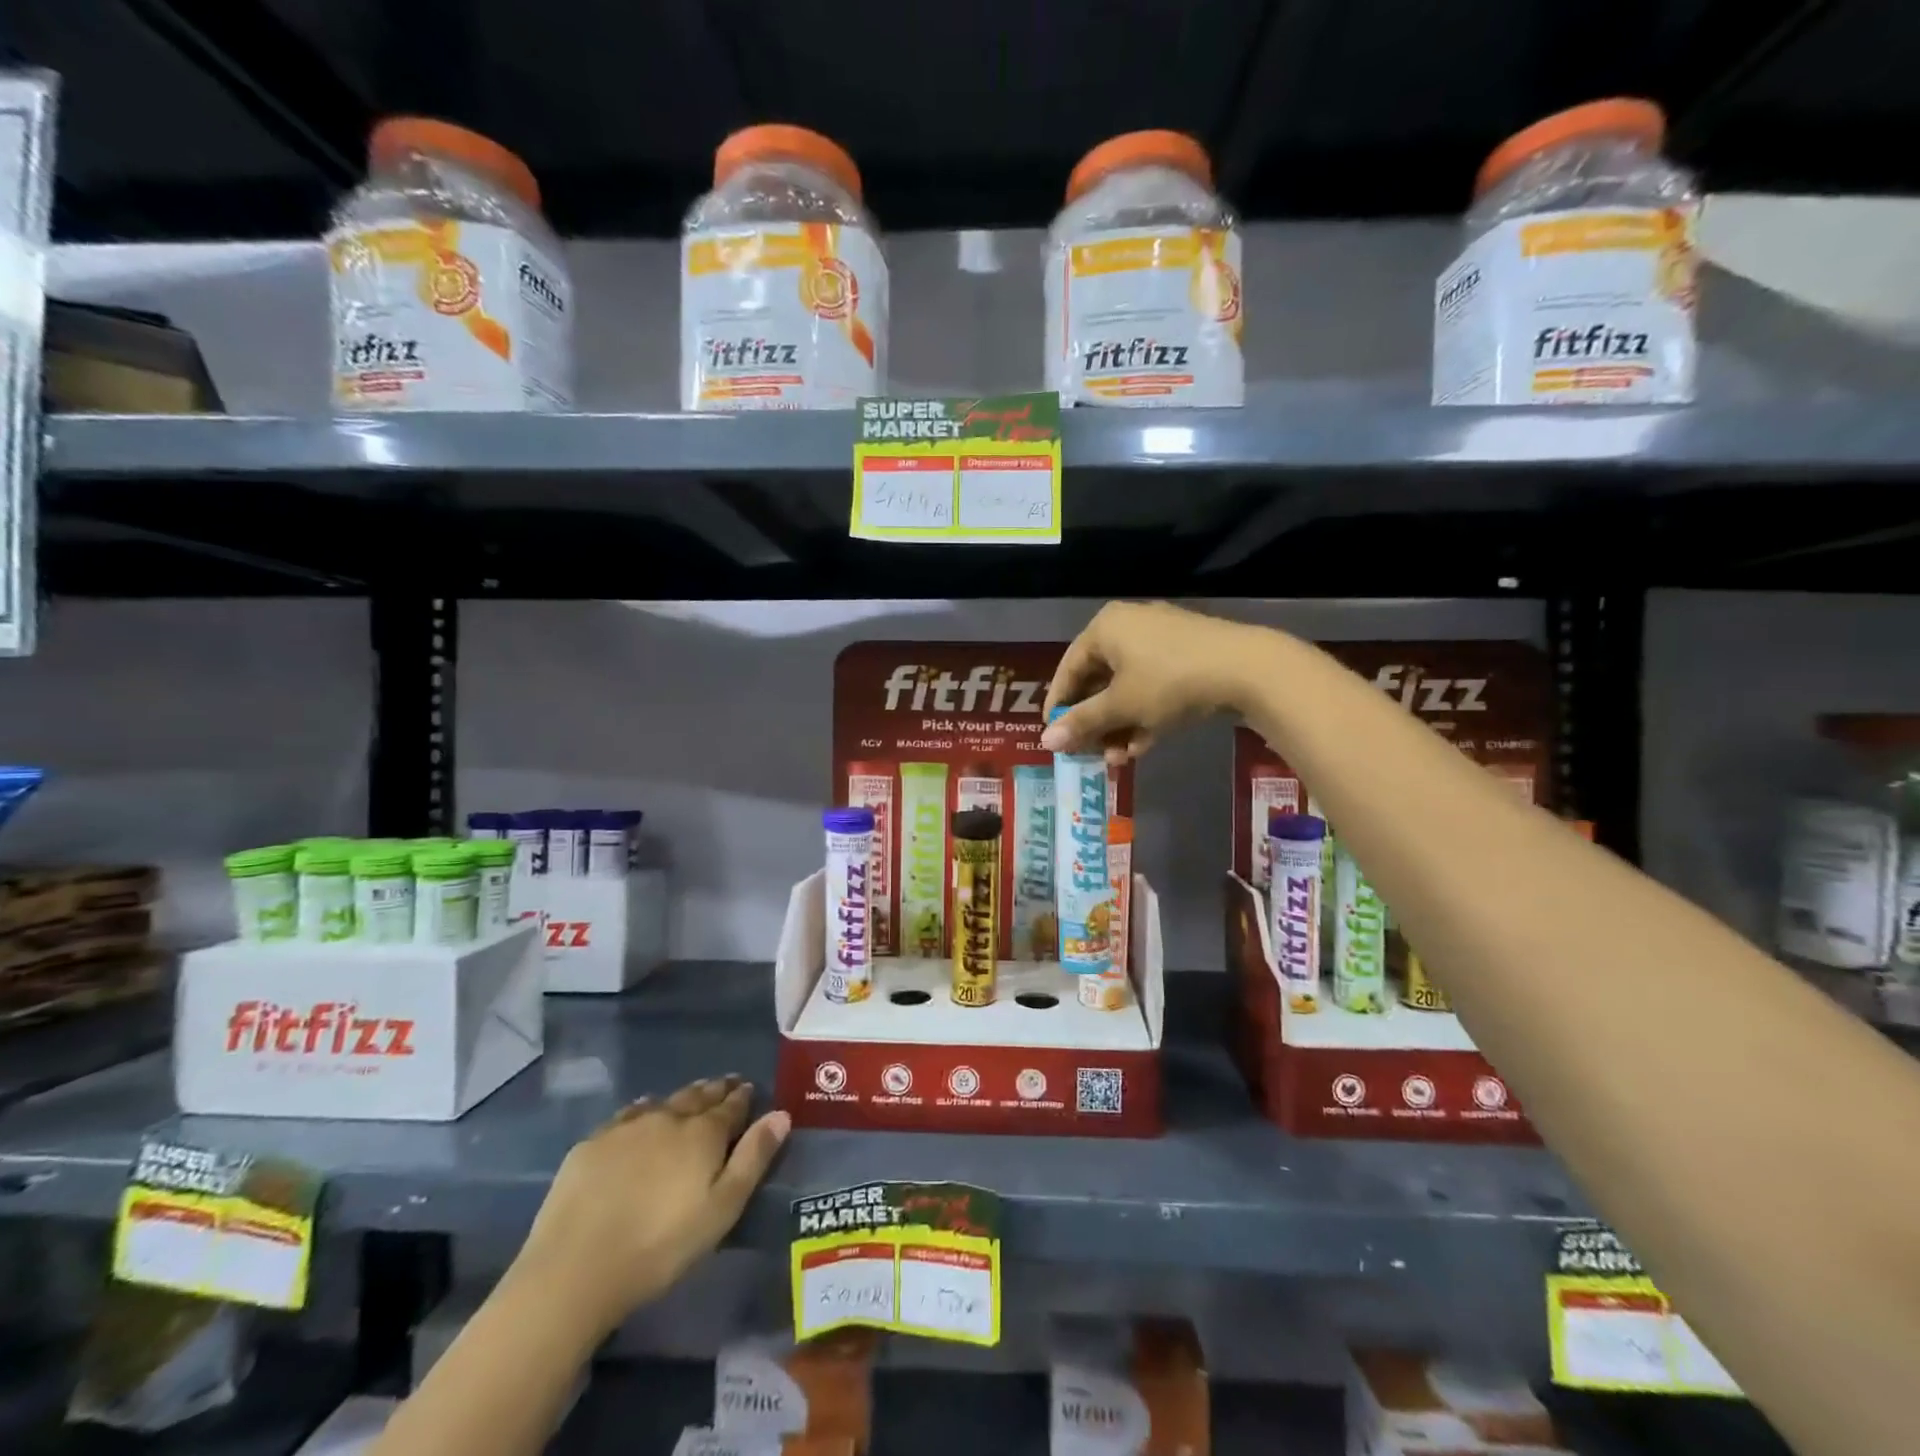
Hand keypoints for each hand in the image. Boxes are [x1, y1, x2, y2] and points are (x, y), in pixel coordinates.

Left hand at [510, 1077, 789, 1339]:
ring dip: (680, 1099)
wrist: (575, 1269)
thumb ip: (754, 1158)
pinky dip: (642, 1112)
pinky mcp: (592, 1144)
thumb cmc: (661, 1246)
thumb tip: (781, 1114)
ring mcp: (627, 1127)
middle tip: (725, 1085)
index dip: (743, 1096)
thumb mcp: (721, 1209)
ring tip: (688, 1099)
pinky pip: (627, 1115)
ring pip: (663, 1101)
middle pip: (698, 1096)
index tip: (749, 1088)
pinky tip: (640, 1119)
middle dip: (715, 1090)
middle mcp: (668, 1117)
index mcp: (703, 1133)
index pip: (731, 1105)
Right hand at [1041, 602, 1261, 763]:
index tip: (1054, 737)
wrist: (1247, 669)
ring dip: (1119, 726)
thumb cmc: (1169, 682)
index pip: (1068, 669)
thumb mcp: (1121, 706)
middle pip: (1098, 681)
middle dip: (1095, 724)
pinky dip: (1143, 715)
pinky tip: (1142, 746)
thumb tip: (1046, 742)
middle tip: (1090, 754)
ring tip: (1119, 759)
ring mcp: (1160, 640)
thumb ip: (1082, 723)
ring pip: (1126, 688)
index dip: (1059, 706)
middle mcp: (1128, 626)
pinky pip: (1152, 686)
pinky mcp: (1186, 655)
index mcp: (1105, 628)